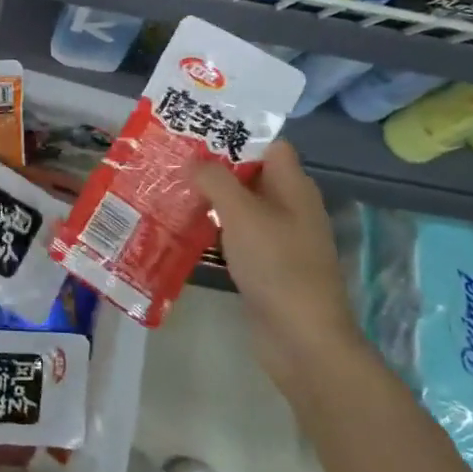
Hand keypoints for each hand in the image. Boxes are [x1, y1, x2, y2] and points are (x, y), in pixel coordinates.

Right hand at [190, 140, 365, 393]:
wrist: (302, 338)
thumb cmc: (276, 265)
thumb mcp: (242, 213)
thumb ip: (216, 180)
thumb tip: (194, 160)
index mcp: (294, 187)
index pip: (269, 145)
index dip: (237, 135)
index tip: (198, 133)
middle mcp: (290, 207)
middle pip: (251, 175)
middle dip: (215, 168)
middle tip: (173, 160)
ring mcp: (279, 239)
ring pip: (241, 207)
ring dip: (211, 200)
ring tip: (170, 190)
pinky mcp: (266, 266)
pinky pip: (238, 236)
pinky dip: (215, 230)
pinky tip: (184, 229)